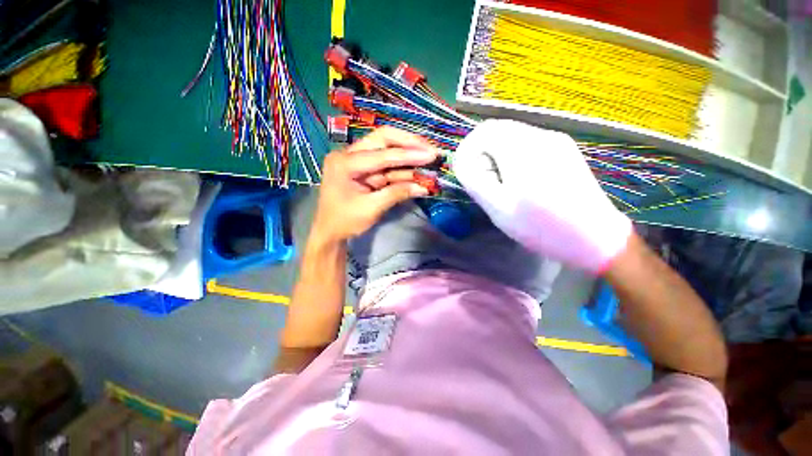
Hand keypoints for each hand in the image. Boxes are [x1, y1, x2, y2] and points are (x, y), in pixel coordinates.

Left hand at [312, 127, 438, 242]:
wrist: (329, 231)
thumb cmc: (344, 221)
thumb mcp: (371, 209)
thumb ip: (396, 194)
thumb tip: (423, 187)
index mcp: (344, 163)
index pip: (382, 154)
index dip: (408, 154)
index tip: (431, 155)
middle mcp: (349, 154)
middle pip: (383, 139)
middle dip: (409, 143)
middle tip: (430, 150)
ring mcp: (357, 160)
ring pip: (387, 149)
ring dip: (408, 156)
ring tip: (430, 159)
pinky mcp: (365, 169)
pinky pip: (387, 165)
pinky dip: (403, 168)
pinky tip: (418, 171)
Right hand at [453, 119, 631, 272]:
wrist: (594, 237)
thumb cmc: (541, 226)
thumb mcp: (499, 208)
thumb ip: (475, 180)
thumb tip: (463, 161)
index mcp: (523, 150)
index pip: (484, 132)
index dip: (468, 149)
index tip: (465, 170)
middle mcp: (541, 136)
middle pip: (498, 130)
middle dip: (482, 152)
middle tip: (482, 179)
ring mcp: (556, 141)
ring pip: (513, 135)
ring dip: (497, 154)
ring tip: (500, 182)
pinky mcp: (564, 149)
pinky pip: (528, 143)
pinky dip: (513, 155)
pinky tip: (519, 179)